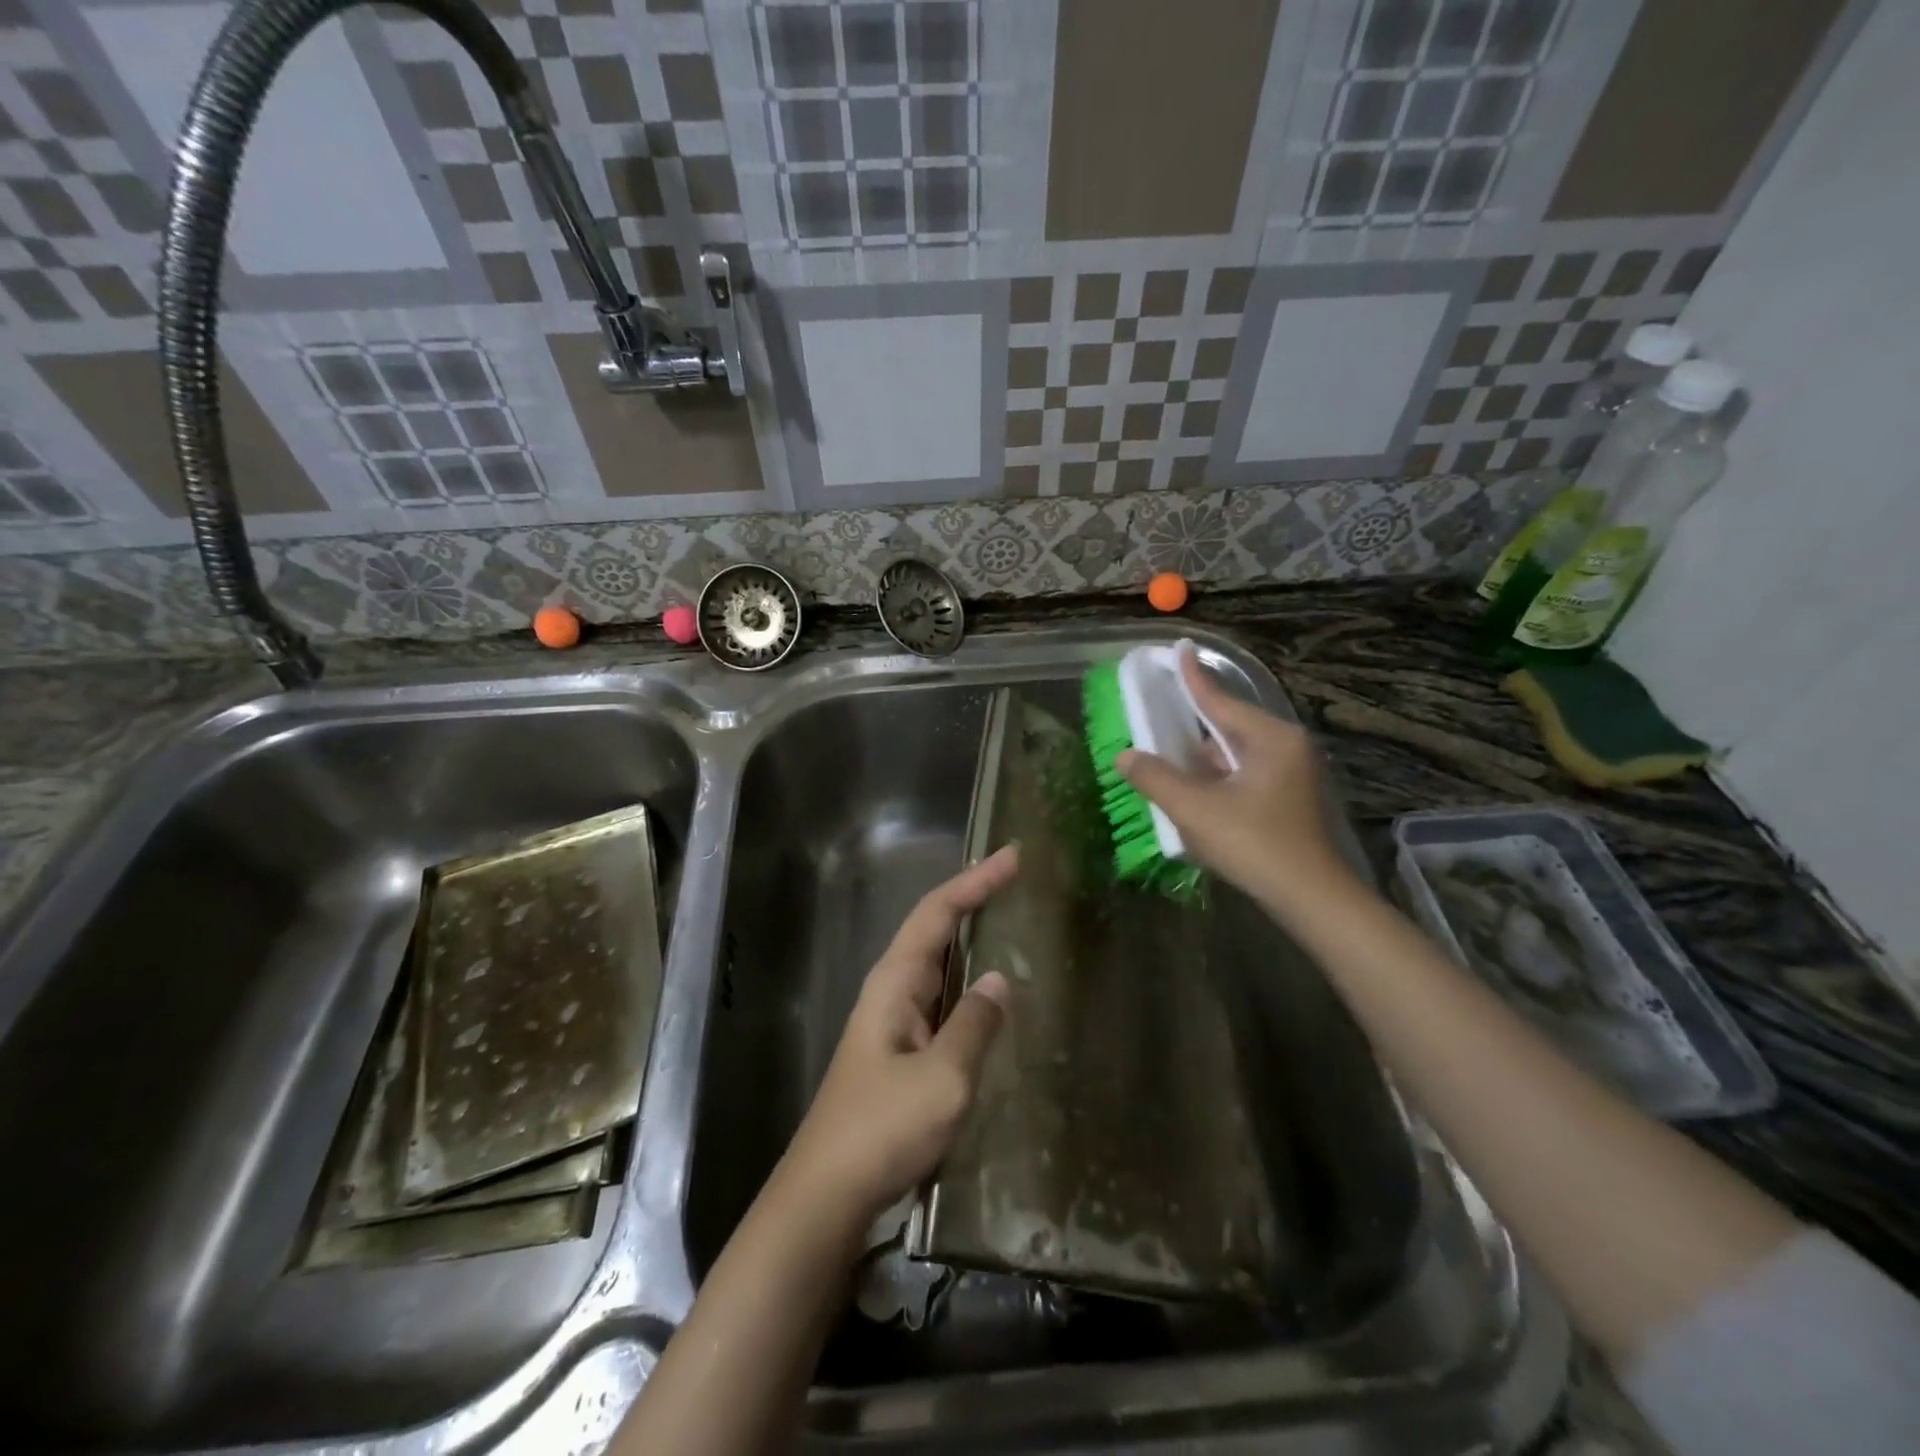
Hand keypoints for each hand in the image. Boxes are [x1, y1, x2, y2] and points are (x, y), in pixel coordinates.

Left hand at [780, 846, 1018, 1225]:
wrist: (827, 1195)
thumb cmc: (882, 1129)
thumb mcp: (942, 1078)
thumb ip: (974, 1026)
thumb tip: (999, 981)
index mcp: (895, 982)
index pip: (937, 912)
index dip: (975, 881)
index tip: (1013, 857)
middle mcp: (893, 991)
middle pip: (936, 930)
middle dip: (975, 902)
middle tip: (1021, 884)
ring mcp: (896, 1024)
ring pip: (940, 968)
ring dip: (973, 943)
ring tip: (1016, 928)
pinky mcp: (903, 1054)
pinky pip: (943, 1004)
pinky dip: (971, 988)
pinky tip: (996, 1002)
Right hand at [1115, 653, 1351, 913]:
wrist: (1311, 898)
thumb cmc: (1254, 844)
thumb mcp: (1195, 809)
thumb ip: (1155, 778)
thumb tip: (1125, 756)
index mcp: (1269, 738)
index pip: (1219, 700)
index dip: (1192, 677)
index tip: (1179, 648)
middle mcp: (1285, 748)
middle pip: (1227, 728)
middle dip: (1191, 729)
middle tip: (1157, 719)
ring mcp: (1291, 775)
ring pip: (1234, 756)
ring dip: (1202, 762)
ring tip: (1167, 765)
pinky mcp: (1288, 800)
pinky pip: (1244, 777)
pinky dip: (1217, 781)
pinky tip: (1195, 796)